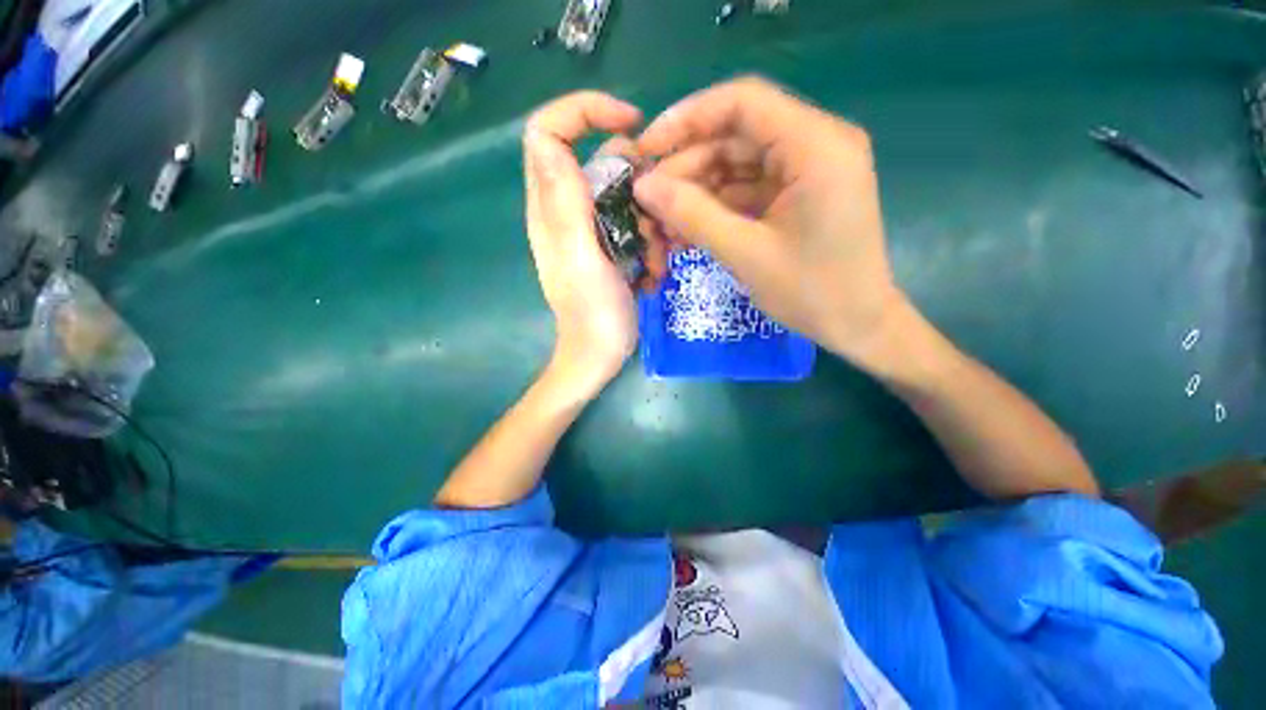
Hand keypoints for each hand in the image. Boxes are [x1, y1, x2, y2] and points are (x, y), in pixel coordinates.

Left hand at [523, 92, 644, 396]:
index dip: (585, 112)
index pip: (548, 131)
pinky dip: (651, 242)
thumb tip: (545, 141)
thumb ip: (564, 205)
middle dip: (637, 183)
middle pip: (601, 161)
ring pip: (626, 195)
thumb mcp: (580, 260)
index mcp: (551, 206)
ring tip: (654, 261)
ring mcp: (591, 229)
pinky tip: (651, 272)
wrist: (600, 355)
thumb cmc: (592, 316)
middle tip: (654, 221)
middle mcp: (567, 210)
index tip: (631, 124)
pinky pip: (636, 223)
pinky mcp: (610, 245)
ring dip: (649, 222)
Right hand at [633, 77, 908, 370]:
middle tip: (649, 201)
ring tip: (664, 223)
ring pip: (738, 164)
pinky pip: (748, 189)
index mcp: (816, 146)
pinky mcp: (799, 194)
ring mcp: (807, 170)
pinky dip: (717, 206)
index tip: (646, 149)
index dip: (687, 119)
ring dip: (698, 191)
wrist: (856, 325)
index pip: (742, 102)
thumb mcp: (745, 253)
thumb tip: (643, 186)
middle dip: (687, 167)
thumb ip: (692, 215)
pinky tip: (689, 229)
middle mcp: (816, 144)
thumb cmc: (810, 293)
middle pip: (736, 135)